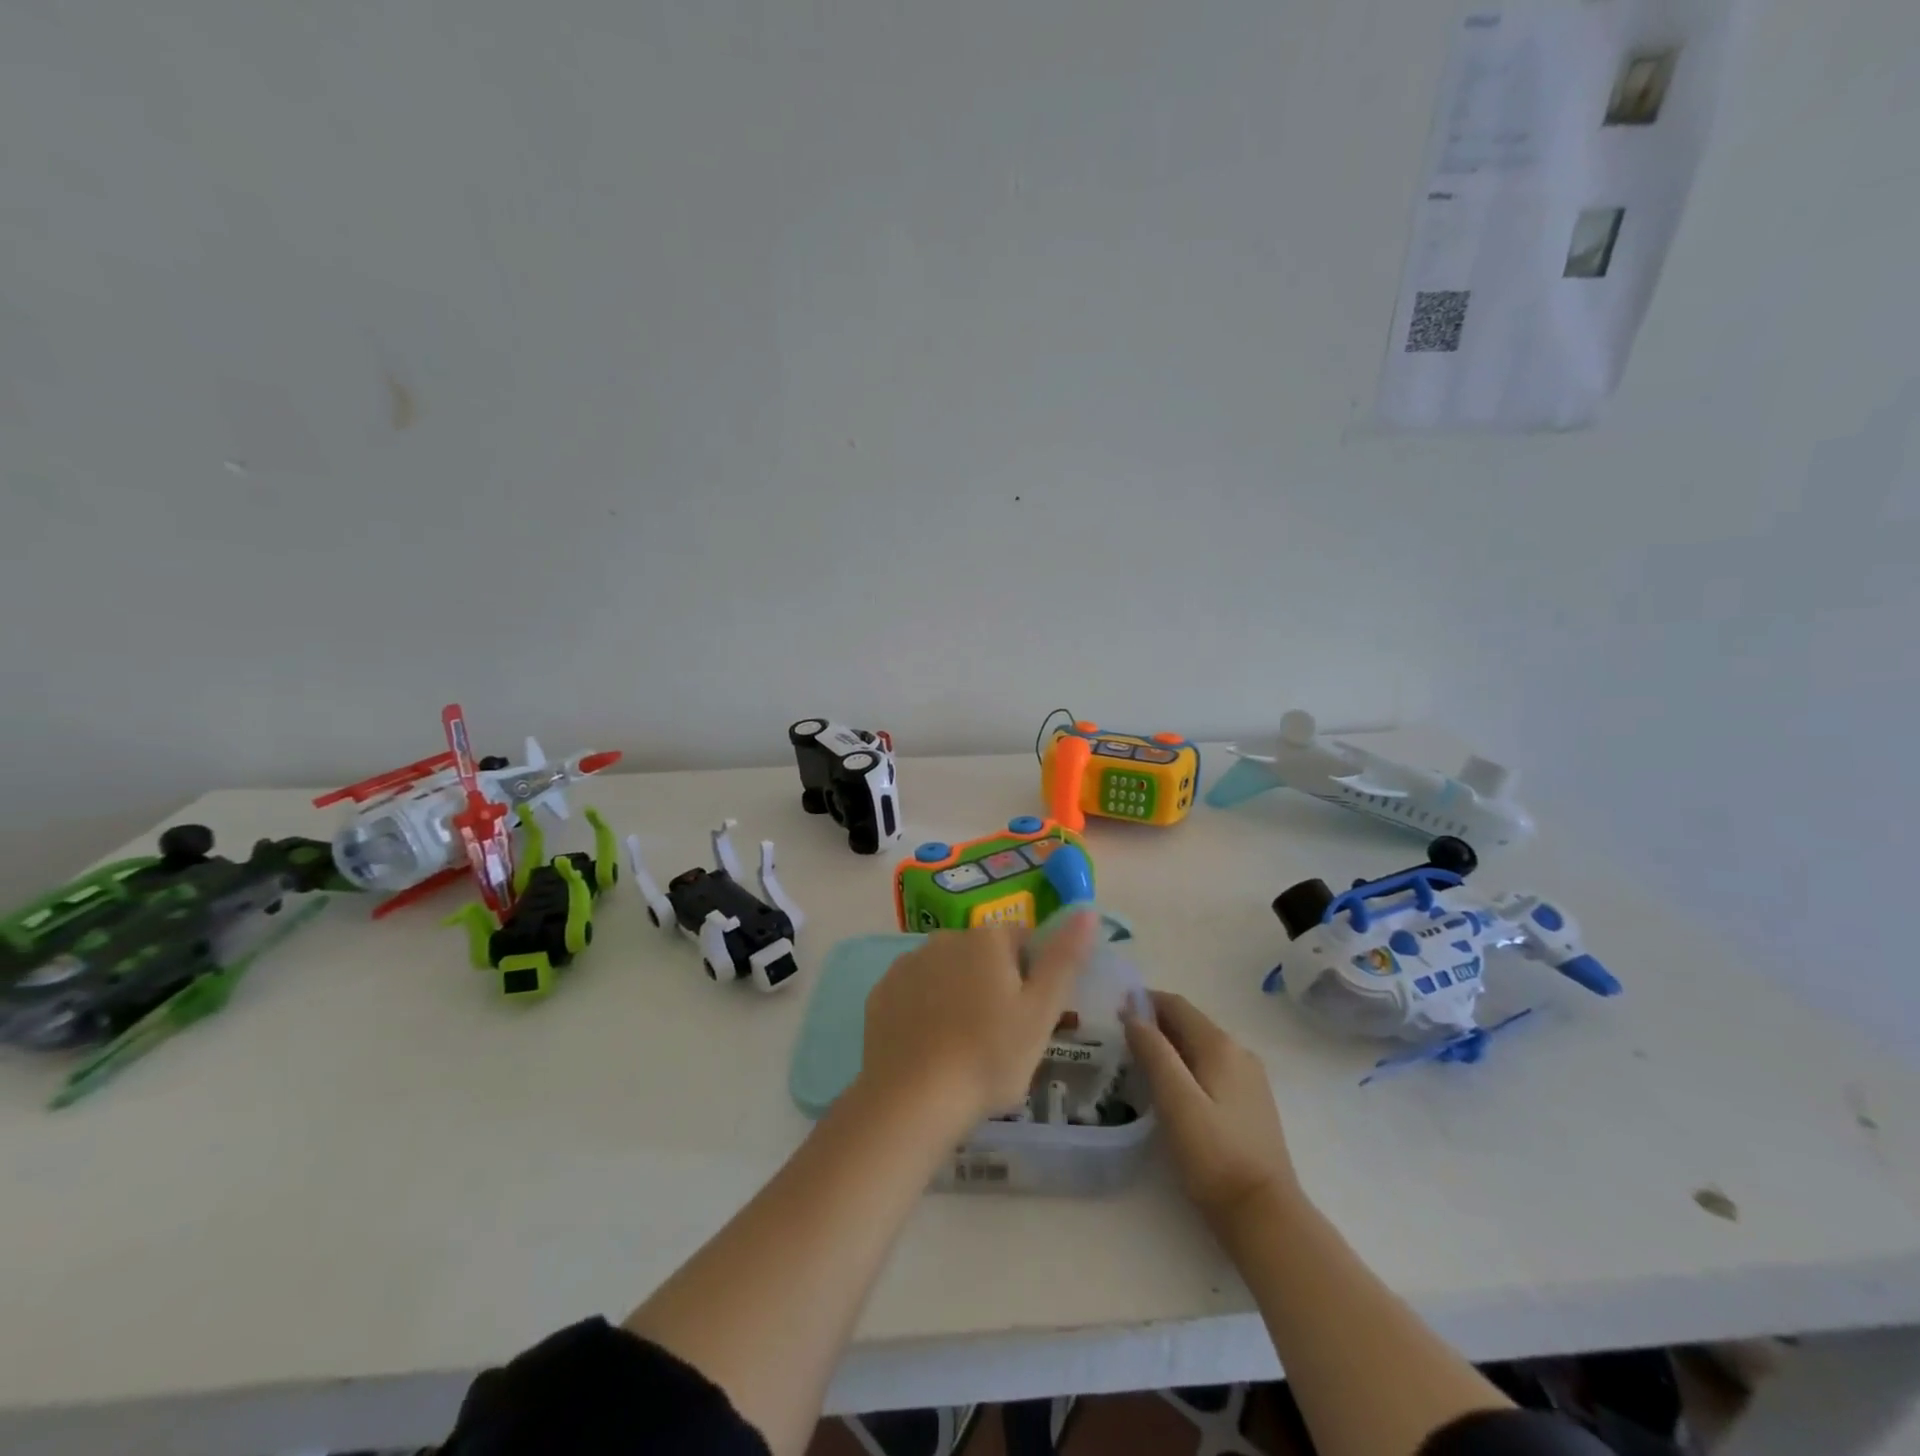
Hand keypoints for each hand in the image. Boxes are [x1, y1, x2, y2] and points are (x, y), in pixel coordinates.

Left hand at [858, 914, 1098, 1133]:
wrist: (912, 1099)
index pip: (1022, 939)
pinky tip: (931, 1048)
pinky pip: (915, 993)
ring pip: (947, 972)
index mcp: (987, 939)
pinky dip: (926, 1010)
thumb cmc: (989, 1056)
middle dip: (994, 984)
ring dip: (958, 995)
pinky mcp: (881, 993)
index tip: (1032, 1015)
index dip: (1033, 975)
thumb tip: (1087, 910)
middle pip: (983, 955)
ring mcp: (907, 964)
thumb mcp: (1042, 1012)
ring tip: (964, 1047)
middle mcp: (945, 938)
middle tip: (1001, 1036)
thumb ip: (1065, 958)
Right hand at [1125, 991, 1299, 1234]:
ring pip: (1200, 1046)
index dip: (1144, 1001)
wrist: (1266, 1216)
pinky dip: (1186, 1065)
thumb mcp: (1176, 1100)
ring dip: (1169, 1045)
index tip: (1113, 1009)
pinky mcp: (1251, 1104)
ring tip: (1138, 1062)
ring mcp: (1249, 1079)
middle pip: (1190, 1023)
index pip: (1177, 1005)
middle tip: (1119, 1038)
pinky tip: (1170, 1088)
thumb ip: (1154, 1052)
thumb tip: (1132, 1013)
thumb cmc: (1214, 1155)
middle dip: (1155, 1023)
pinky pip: (1211, 1068)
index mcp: (1220, 1045)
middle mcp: (1239, 1052)